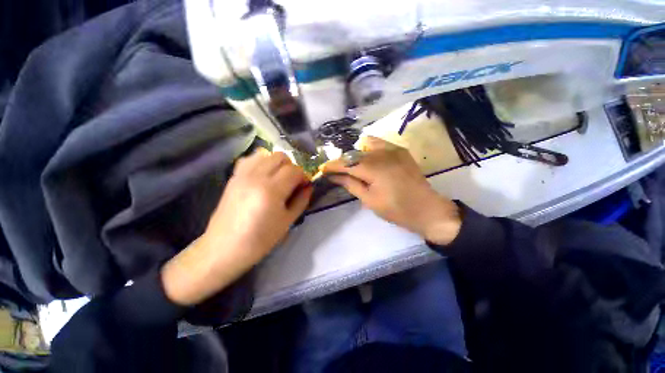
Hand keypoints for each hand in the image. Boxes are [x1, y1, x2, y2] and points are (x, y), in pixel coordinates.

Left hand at [162, 149, 312, 305]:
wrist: (225, 248)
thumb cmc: (260, 239)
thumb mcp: (287, 222)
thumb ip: (301, 200)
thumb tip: (309, 186)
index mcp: (271, 190)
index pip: (294, 170)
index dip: (303, 176)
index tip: (304, 186)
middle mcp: (256, 177)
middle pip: (280, 157)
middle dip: (291, 167)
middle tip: (292, 182)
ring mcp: (242, 175)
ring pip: (266, 154)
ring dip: (277, 163)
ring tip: (278, 178)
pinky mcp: (233, 177)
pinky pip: (250, 159)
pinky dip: (261, 162)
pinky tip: (263, 175)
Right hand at [322, 136, 460, 245]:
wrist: (427, 208)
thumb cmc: (396, 210)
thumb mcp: (369, 200)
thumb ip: (350, 184)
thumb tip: (334, 176)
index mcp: (373, 168)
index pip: (346, 163)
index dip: (332, 166)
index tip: (322, 170)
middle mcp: (382, 153)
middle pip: (354, 153)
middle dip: (342, 162)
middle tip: (337, 172)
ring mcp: (393, 149)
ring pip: (365, 144)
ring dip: (356, 155)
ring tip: (355, 167)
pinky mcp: (400, 150)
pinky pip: (379, 144)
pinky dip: (369, 150)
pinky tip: (370, 161)